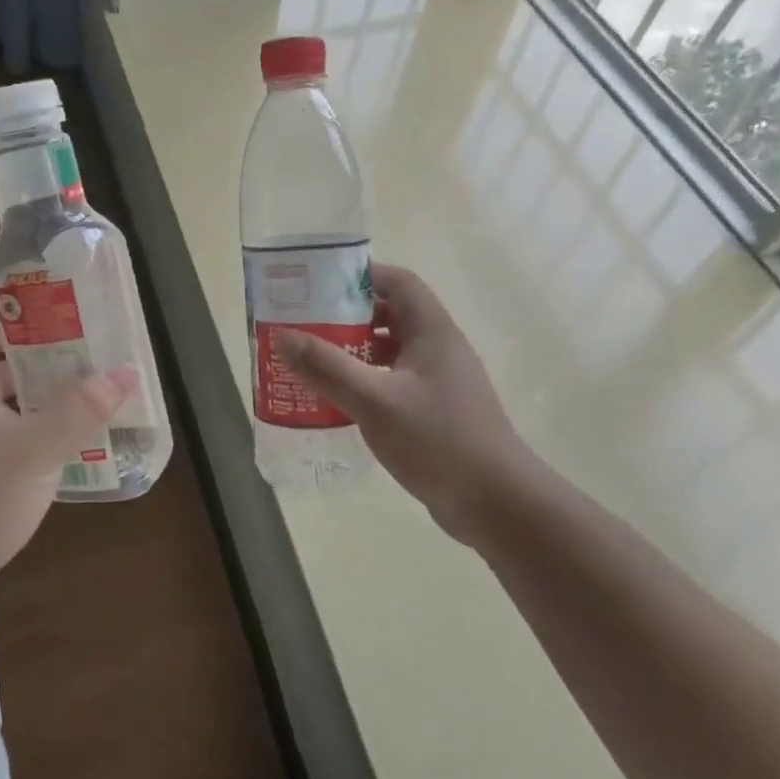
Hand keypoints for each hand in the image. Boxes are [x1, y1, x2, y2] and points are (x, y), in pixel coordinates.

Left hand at [0, 285, 131, 616]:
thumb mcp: (37, 450)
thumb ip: (82, 408)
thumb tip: (125, 372)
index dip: (5, 290)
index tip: (49, 282)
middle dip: (36, 332)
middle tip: (83, 326)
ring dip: (37, 374)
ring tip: (84, 367)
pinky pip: (2, 415)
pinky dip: (31, 408)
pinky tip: (67, 418)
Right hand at [277, 264, 542, 544]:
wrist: (496, 503)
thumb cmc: (438, 441)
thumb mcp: (374, 401)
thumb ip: (328, 368)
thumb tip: (283, 336)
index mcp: (433, 331)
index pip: (399, 282)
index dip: (362, 275)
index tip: (320, 284)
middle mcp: (439, 348)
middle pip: (392, 314)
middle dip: (349, 315)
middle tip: (307, 324)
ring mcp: (440, 381)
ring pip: (393, 350)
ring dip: (356, 350)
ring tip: (314, 360)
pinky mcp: (436, 410)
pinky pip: (395, 381)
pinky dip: (367, 381)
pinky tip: (340, 400)